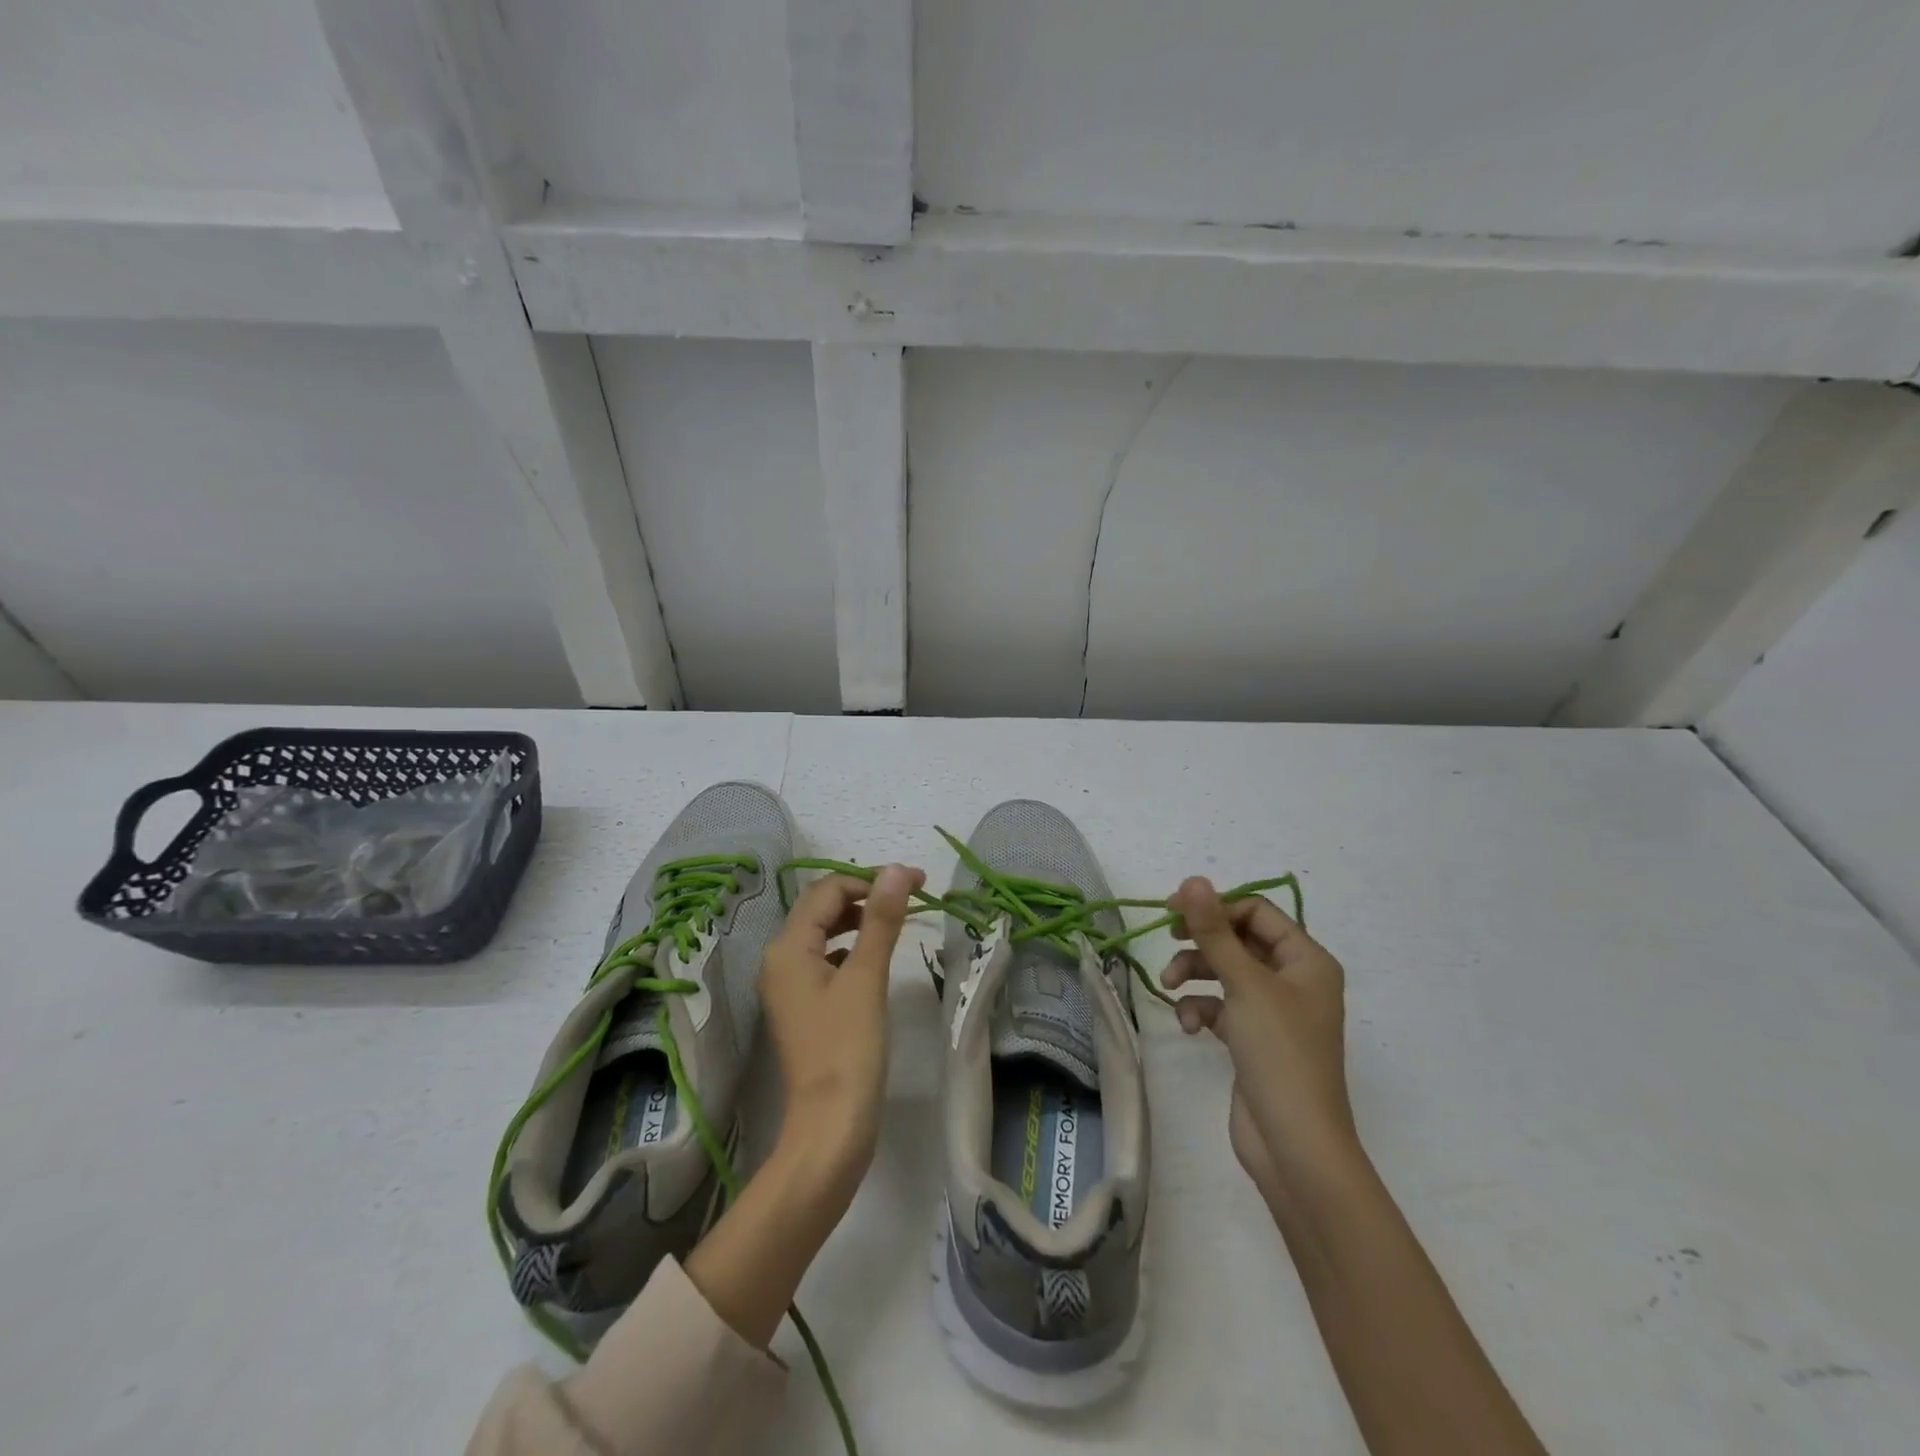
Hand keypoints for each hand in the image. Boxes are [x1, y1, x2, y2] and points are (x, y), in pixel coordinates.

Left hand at [760, 864, 923, 1199]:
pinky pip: (825, 958)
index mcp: (787, 947)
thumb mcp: (866, 977)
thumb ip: (881, 919)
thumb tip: (898, 869)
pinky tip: (874, 955)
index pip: (828, 890)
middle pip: (821, 907)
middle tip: (912, 895)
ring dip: (859, 919)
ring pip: (823, 932)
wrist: (831, 1126)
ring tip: (898, 919)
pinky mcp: (804, 1005)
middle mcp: (779, 959)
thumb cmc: (848, 1048)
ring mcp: (789, 985)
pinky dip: (851, 947)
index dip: (871, 879)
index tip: (918, 882)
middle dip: (865, 894)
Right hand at [1163, 877, 1356, 1198]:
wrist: (1294, 1143)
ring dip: (1195, 973)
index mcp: (1307, 960)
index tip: (1173, 910)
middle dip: (1202, 941)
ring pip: (1225, 973)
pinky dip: (1202, 1009)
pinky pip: (1222, 1007)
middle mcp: (1294, 980)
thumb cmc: (1279, 1052)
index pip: (1257, 912)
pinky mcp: (1254, 1040)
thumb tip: (1192, 879)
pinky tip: (1189, 1025)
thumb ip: (1213, 931)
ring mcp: (1274, 1012)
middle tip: (1167, 937)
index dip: (1216, 906)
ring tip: (1169, 985)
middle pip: (1239, 940)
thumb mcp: (1244, 983)